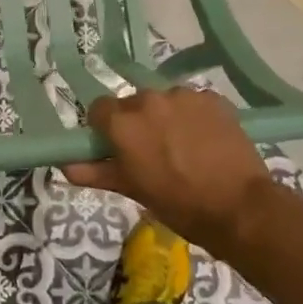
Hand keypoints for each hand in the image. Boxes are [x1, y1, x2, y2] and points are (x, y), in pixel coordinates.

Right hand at [62, 88, 273, 245]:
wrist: (239, 208)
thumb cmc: (177, 204)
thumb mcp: (131, 189)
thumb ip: (94, 171)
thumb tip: (64, 165)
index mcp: (123, 122)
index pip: (99, 109)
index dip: (105, 127)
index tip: (116, 146)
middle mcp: (148, 100)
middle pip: (133, 103)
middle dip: (137, 122)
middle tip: (152, 151)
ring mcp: (183, 96)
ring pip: (164, 101)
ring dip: (166, 117)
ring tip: (184, 146)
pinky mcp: (212, 98)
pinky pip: (193, 103)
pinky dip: (194, 116)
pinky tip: (205, 140)